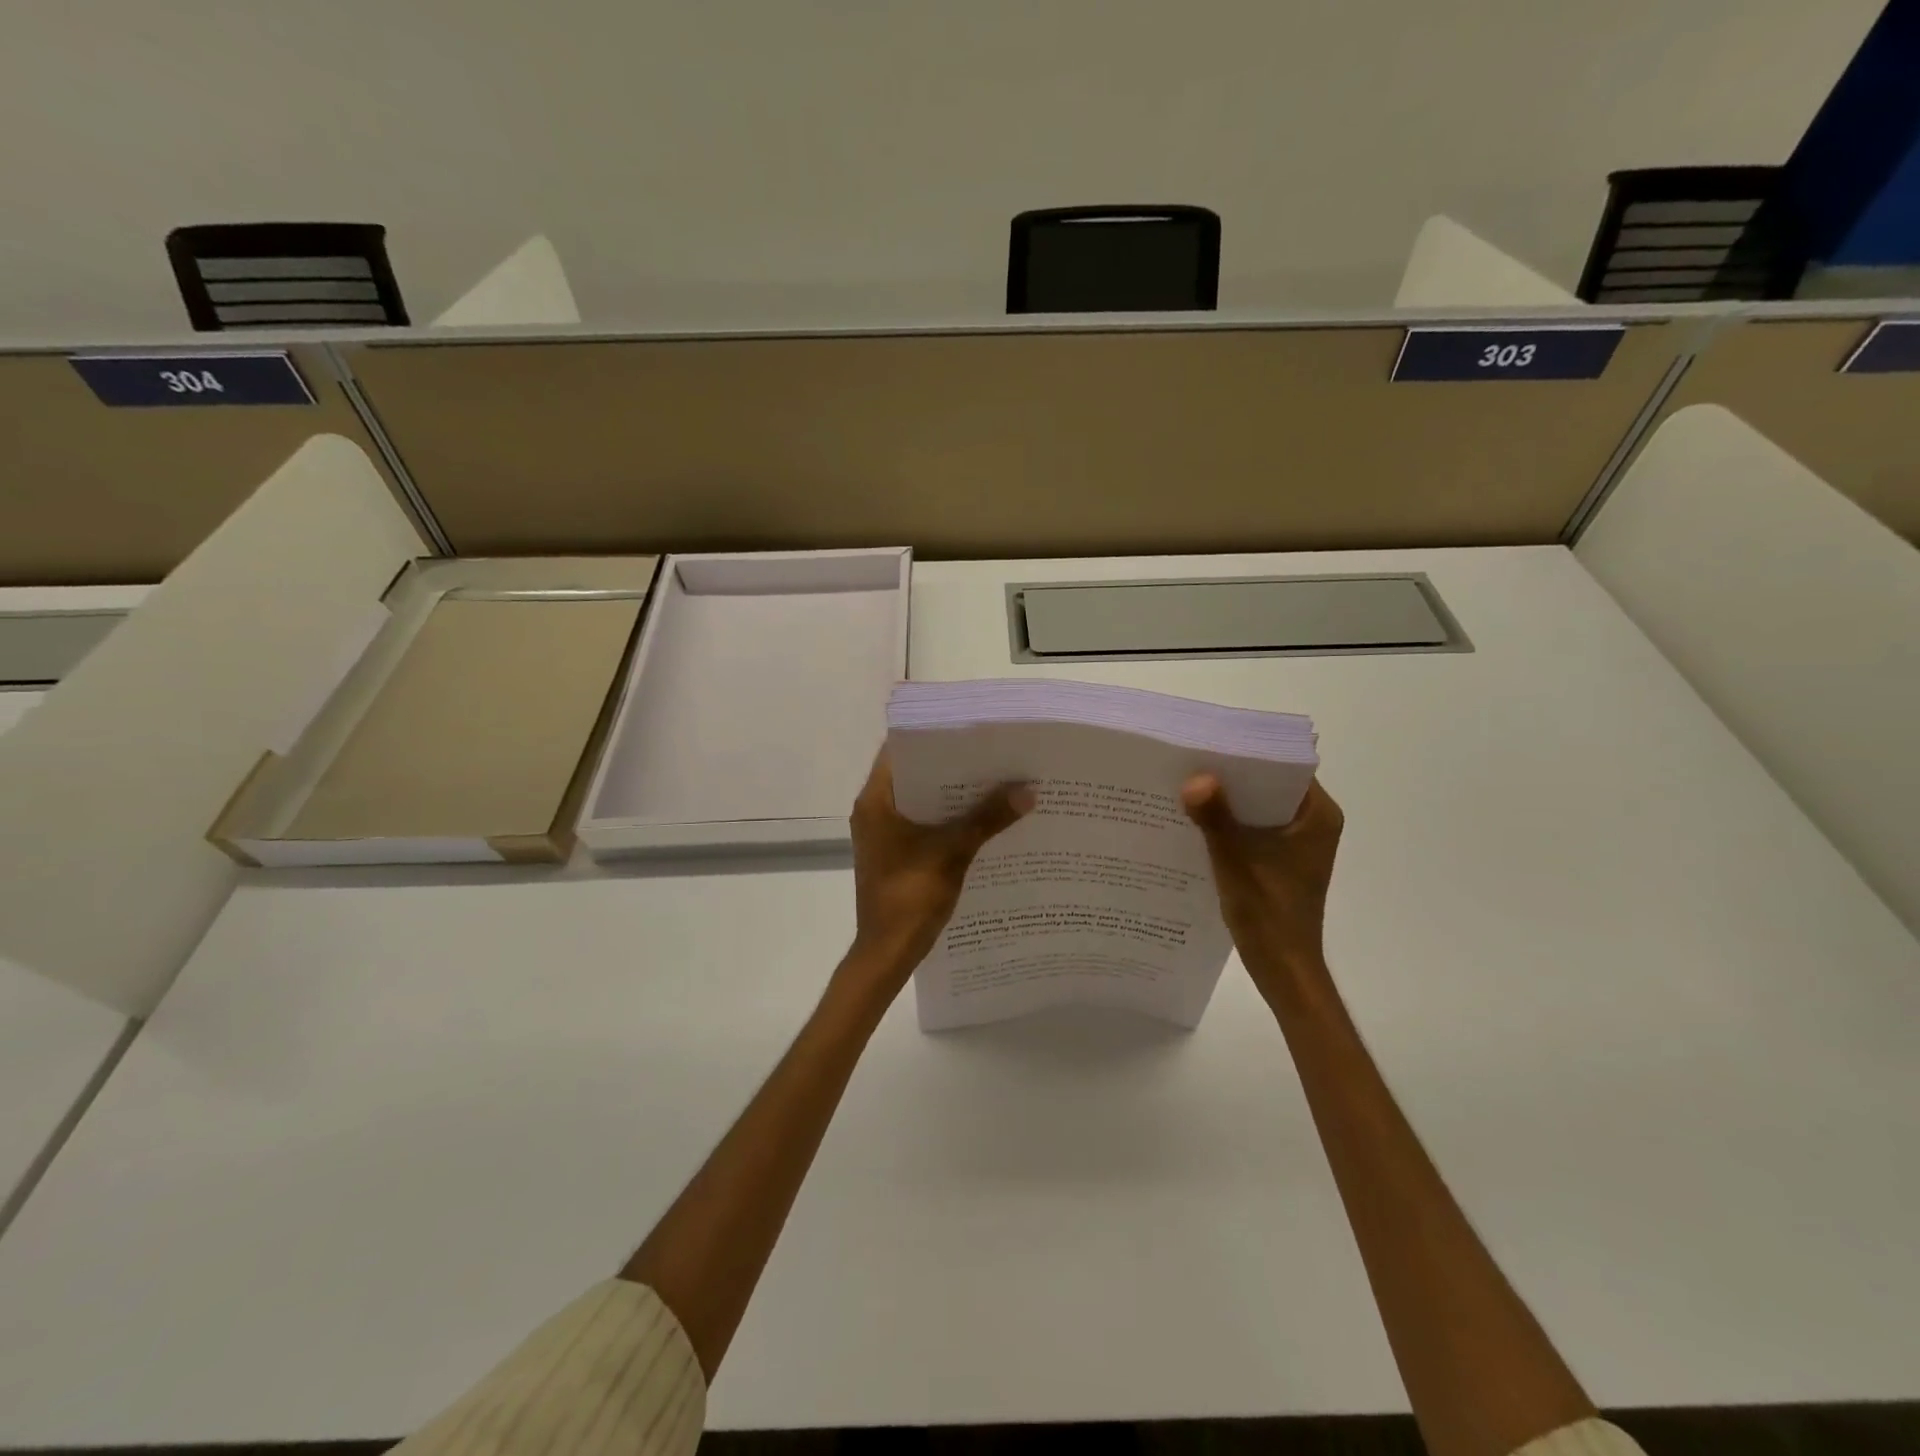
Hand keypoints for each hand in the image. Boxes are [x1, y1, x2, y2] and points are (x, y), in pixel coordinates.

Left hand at [841, 750, 1032, 1000]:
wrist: (887, 953)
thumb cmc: (910, 896)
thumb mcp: (953, 852)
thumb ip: (988, 818)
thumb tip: (1027, 790)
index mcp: (876, 801)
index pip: (900, 750)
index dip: (934, 736)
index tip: (969, 729)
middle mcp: (875, 810)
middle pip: (915, 775)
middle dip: (953, 767)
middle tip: (993, 753)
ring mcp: (884, 834)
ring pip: (922, 802)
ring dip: (954, 795)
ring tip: (996, 780)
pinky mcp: (895, 853)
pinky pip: (924, 824)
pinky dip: (949, 819)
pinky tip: (983, 819)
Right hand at [1181, 774, 1343, 994]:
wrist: (1283, 967)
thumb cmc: (1268, 912)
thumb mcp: (1236, 861)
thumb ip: (1216, 818)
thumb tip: (1196, 778)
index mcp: (1318, 815)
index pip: (1284, 766)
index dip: (1248, 753)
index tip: (1210, 742)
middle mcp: (1314, 822)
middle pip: (1269, 784)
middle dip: (1231, 776)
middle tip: (1188, 761)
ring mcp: (1299, 841)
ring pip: (1259, 806)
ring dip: (1227, 800)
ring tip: (1185, 786)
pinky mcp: (1283, 858)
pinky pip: (1254, 827)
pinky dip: (1230, 823)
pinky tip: (1196, 821)